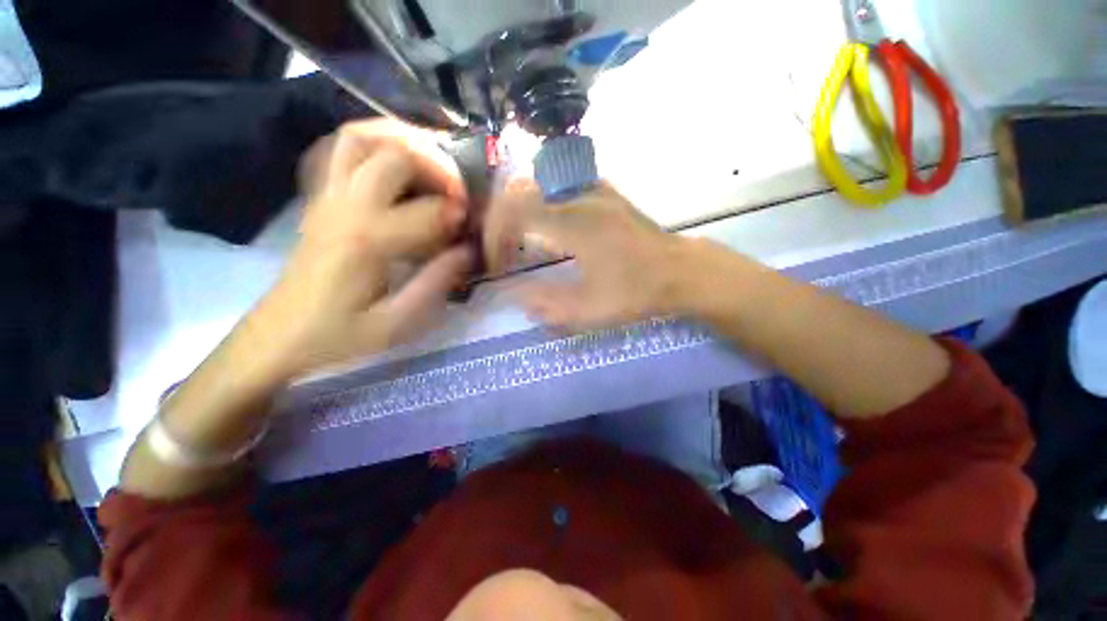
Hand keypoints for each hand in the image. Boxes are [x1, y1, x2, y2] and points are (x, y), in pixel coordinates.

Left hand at [250, 119, 473, 378]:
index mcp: (367, 241)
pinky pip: (338, 150)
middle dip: (438, 166)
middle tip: (458, 192)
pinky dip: (370, 142)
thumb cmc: (339, 336)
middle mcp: (344, 206)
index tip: (471, 228)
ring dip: (402, 139)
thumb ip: (436, 283)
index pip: (428, 210)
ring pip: (359, 137)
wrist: (279, 337)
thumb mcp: (396, 323)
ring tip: (432, 160)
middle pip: (394, 154)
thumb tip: (467, 250)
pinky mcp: (318, 199)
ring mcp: (325, 197)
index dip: (458, 214)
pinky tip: (392, 160)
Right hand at [484, 183, 685, 330]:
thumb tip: (514, 296)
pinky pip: (559, 187)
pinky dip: (540, 204)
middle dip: (501, 223)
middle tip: (503, 253)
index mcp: (574, 223)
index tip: (496, 265)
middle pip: (519, 192)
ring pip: (538, 184)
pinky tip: (546, 228)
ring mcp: (594, 190)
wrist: (681, 271)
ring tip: (519, 242)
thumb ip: (546, 304)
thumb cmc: (637, 292)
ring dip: (519, 211)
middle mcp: (579, 196)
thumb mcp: (590, 310)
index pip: (513, 213)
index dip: (494, 237)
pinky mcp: (604, 192)